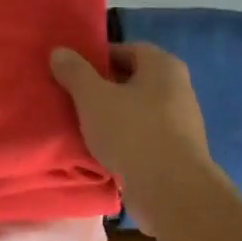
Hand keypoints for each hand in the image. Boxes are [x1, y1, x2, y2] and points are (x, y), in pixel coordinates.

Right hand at [51, 43, 213, 228]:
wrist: (171, 190)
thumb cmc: (132, 132)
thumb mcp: (93, 97)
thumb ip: (75, 72)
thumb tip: (59, 51)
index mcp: (163, 66)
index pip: (127, 50)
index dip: (98, 58)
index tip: (73, 73)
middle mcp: (178, 87)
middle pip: (133, 80)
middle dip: (104, 88)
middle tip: (74, 99)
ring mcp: (182, 122)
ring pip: (138, 110)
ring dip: (114, 116)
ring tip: (84, 126)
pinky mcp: (178, 151)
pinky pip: (144, 136)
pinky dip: (125, 139)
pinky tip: (104, 151)